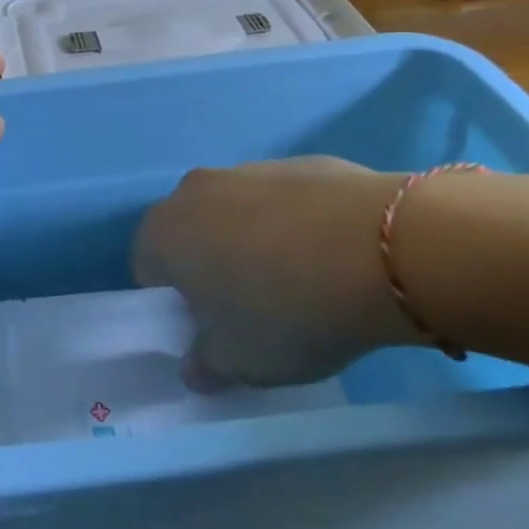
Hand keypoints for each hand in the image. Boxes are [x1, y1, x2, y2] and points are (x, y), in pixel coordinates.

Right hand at [133, 157, 420, 385]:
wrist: (381, 250)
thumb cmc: (289, 312)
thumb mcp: (243, 363)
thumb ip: (207, 365)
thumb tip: (195, 366)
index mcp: (164, 234)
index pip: (147, 269)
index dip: (176, 303)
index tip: (213, 328)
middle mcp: (193, 191)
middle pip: (189, 233)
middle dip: (211, 266)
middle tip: (253, 306)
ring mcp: (246, 169)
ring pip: (235, 212)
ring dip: (253, 241)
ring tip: (303, 281)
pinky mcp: (298, 162)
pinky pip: (283, 200)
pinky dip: (297, 223)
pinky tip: (335, 255)